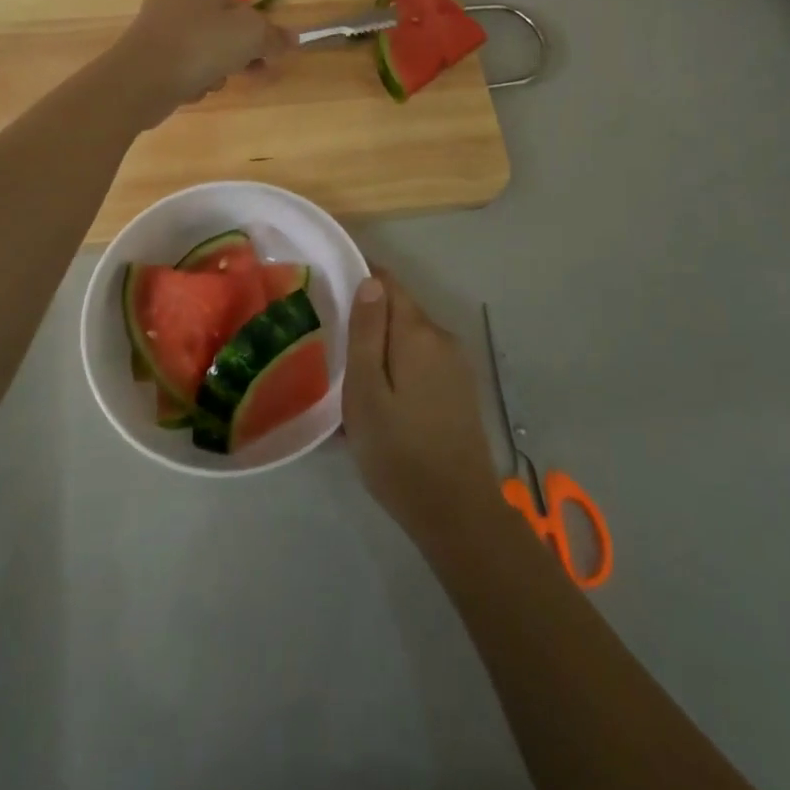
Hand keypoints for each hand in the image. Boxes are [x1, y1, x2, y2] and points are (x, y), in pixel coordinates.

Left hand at [109, 0, 293, 125]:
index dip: (258, 34)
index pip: (241, 8)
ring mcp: (154, 27)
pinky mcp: (141, 54)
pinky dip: (187, 80)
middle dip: (235, 56)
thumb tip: (293, 39)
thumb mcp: (251, 36)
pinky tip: (187, 90)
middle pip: (221, 30)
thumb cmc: (201, 47)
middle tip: (243, 74)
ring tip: (210, 84)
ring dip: (212, 71)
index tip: (266, 59)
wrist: (140, 79)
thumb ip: (274, 37)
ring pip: (200, 51)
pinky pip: (178, 67)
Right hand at [344, 270, 497, 542]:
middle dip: (368, 319)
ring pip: (410, 339)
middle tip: (330, 343)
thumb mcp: (366, 392)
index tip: (328, 289)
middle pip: (399, 311)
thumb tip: (371, 280)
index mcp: (418, 332)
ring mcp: (457, 364)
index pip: (388, 283)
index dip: (360, 278)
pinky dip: (399, 368)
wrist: (457, 511)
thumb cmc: (398, 451)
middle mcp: (442, 338)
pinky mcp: (461, 389)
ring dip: (382, 348)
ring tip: (350, 377)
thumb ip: (367, 332)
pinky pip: (422, 362)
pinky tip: (381, 400)